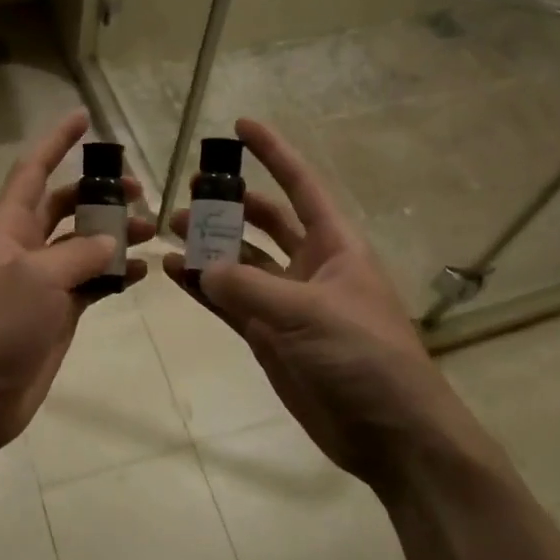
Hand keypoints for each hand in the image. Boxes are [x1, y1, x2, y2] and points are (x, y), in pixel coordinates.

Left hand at [0, 109, 152, 457]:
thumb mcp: (36, 278)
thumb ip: (78, 253)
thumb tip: (110, 241)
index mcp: (10, 228)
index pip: (34, 171)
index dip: (56, 142)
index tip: (84, 117)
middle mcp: (27, 248)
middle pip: (66, 205)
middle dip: (99, 193)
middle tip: (140, 190)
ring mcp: (44, 283)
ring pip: (85, 244)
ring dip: (116, 234)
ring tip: (152, 231)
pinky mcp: (59, 314)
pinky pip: (93, 283)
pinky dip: (117, 274)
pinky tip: (142, 272)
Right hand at [164, 118, 476, 494]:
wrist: (391, 434)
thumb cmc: (366, 357)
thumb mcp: (310, 313)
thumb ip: (249, 287)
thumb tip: (197, 266)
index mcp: (334, 245)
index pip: (300, 185)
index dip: (273, 153)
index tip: (240, 125)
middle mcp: (309, 266)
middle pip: (264, 221)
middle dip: (229, 203)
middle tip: (186, 191)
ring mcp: (286, 302)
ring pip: (239, 262)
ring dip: (207, 245)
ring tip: (168, 230)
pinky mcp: (268, 336)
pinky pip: (228, 302)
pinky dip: (202, 287)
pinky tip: (172, 273)